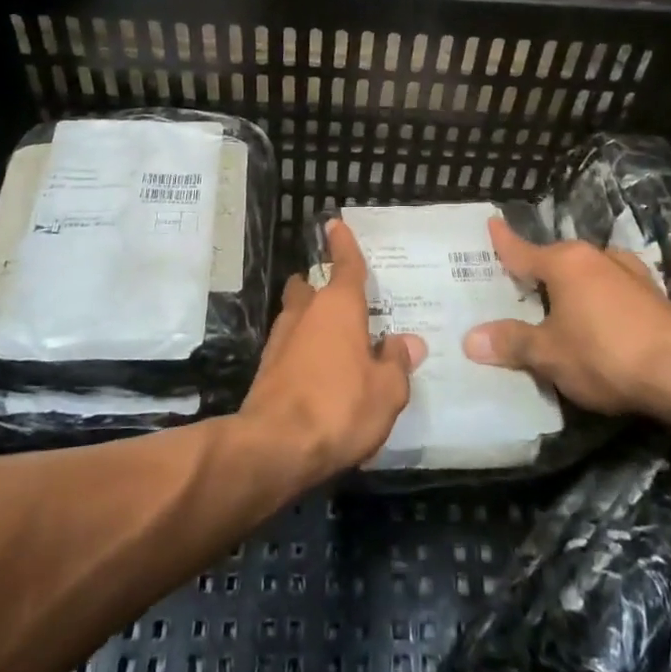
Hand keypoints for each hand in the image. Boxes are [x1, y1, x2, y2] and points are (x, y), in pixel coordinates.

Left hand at [238, 220, 425, 481]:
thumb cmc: (340, 407)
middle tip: (342, 303)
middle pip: (310, 287)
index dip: (343, 243)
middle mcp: (306, 313)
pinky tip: (318, 375)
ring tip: (335, 343)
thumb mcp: (387, 391)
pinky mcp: (266, 370)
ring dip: (310, 322)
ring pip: (296, 317)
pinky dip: (302, 352)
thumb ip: (397, 363)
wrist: (275, 448)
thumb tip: (405, 343)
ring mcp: (280, 340)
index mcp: (339, 307)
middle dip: (320, 287)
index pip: (345, 264)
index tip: (334, 224)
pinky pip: (289, 348)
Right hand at [464, 216, 670, 413]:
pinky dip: (598, 300)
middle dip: (537, 272)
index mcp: (564, 262)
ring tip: (557, 306)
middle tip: (517, 286)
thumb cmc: (605, 354)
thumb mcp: (549, 354)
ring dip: (572, 287)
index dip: (503, 241)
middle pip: (556, 261)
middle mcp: (595, 257)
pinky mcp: (652, 295)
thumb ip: (512, 342)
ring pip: (587, 274)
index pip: (522, 250)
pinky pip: (611, 290)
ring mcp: (628, 273)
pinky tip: (598, 320)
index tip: (491, 222)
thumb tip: (471, 339)